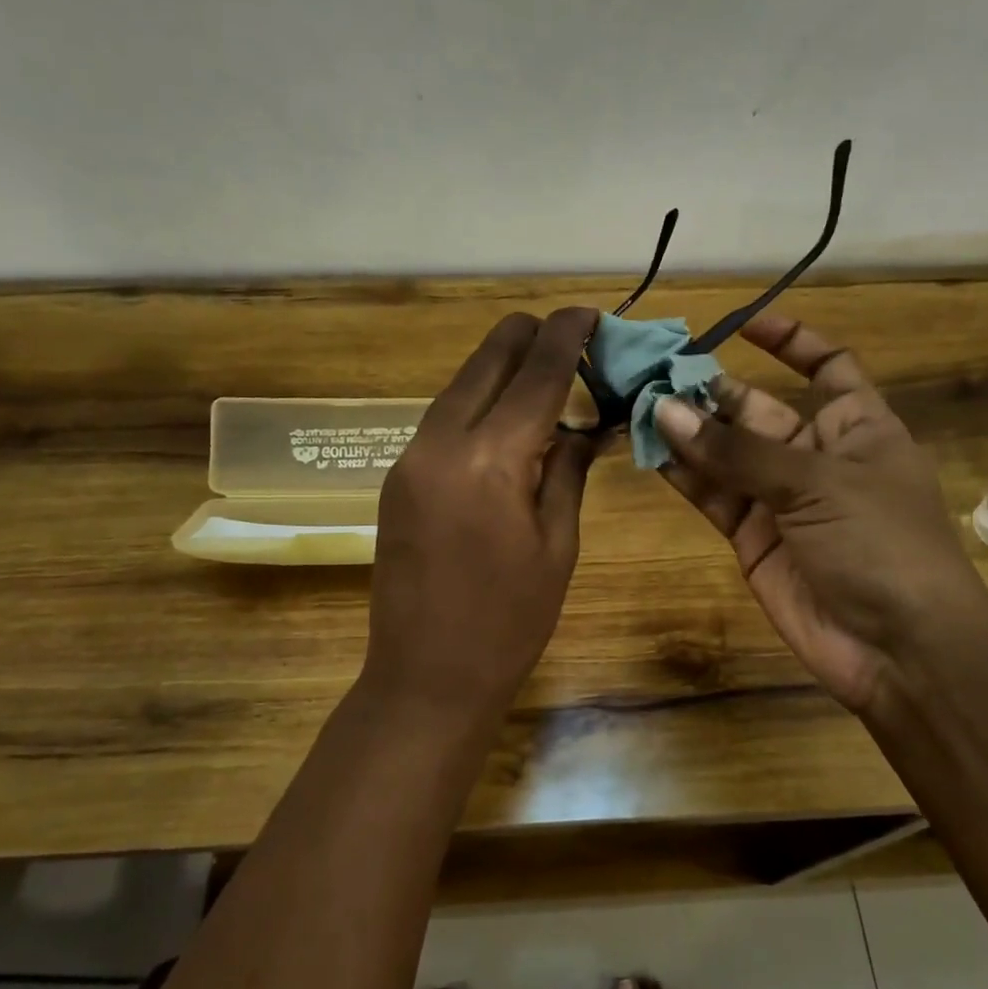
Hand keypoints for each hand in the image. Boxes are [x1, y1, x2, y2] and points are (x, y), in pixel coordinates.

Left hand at [363, 308, 600, 721]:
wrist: (425, 677)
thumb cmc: (509, 622)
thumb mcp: (558, 544)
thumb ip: (569, 470)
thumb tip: (585, 424)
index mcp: (489, 459)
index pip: (535, 373)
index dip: (566, 335)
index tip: (590, 312)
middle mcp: (440, 442)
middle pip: (487, 359)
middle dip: (529, 337)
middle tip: (571, 342)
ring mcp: (409, 456)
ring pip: (461, 384)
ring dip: (502, 371)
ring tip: (546, 380)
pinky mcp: (397, 476)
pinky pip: (443, 418)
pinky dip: (479, 404)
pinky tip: (507, 421)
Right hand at [654, 313, 987, 716]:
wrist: (898, 649)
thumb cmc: (880, 544)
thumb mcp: (817, 483)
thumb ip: (738, 450)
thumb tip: (667, 410)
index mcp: (857, 427)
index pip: (828, 366)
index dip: (791, 342)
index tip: (742, 323)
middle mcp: (816, 456)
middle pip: (756, 409)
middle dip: (710, 391)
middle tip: (653, 373)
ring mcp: (780, 499)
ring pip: (726, 453)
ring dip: (687, 431)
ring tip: (638, 405)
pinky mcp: (752, 537)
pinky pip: (713, 495)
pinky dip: (684, 475)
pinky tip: (650, 451)